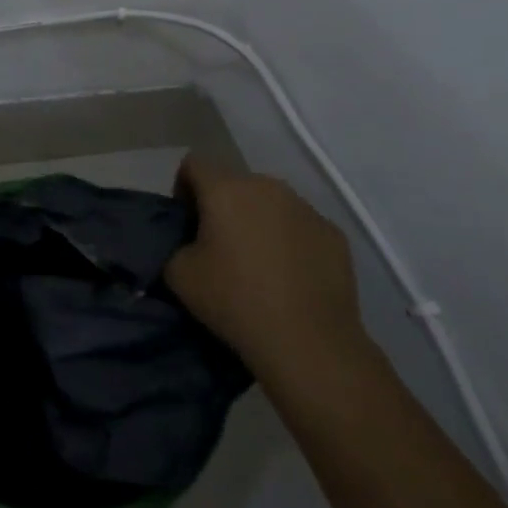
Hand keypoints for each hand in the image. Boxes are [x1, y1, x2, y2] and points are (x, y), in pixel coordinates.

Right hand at [165, 154, 369, 393]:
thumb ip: (174, 246)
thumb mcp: (178, 275)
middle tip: (219, 247)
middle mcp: (266, 186)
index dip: (183, 189)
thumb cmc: (235, 301)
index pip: (194, 164)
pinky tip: (290, 277)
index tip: (187, 224)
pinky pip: (300, 226)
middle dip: (223, 206)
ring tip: (258, 263)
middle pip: (234, 183)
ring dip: (258, 221)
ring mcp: (305, 208)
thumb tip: (187, 243)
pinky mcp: (333, 233)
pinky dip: (290, 241)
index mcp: (225, 189)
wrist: (309, 343)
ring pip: (270, 203)